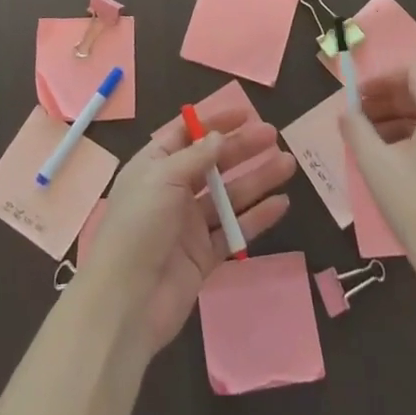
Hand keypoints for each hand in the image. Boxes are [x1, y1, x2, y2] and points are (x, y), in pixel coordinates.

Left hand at [77, 100, 295, 354]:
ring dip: (257, 179)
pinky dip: (257, 217)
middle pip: (213, 164)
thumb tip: (219, 136)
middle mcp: (172, 191)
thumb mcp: (163, 177)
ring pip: (229, 195)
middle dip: (243, 148)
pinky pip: (235, 231)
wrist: (127, 300)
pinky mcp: (204, 256)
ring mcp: (189, 225)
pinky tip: (281, 204)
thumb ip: (195, 157)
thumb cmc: (139, 225)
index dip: (215, 123)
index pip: (187, 135)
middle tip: (274, 136)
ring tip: (288, 164)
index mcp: (154, 167)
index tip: (246, 114)